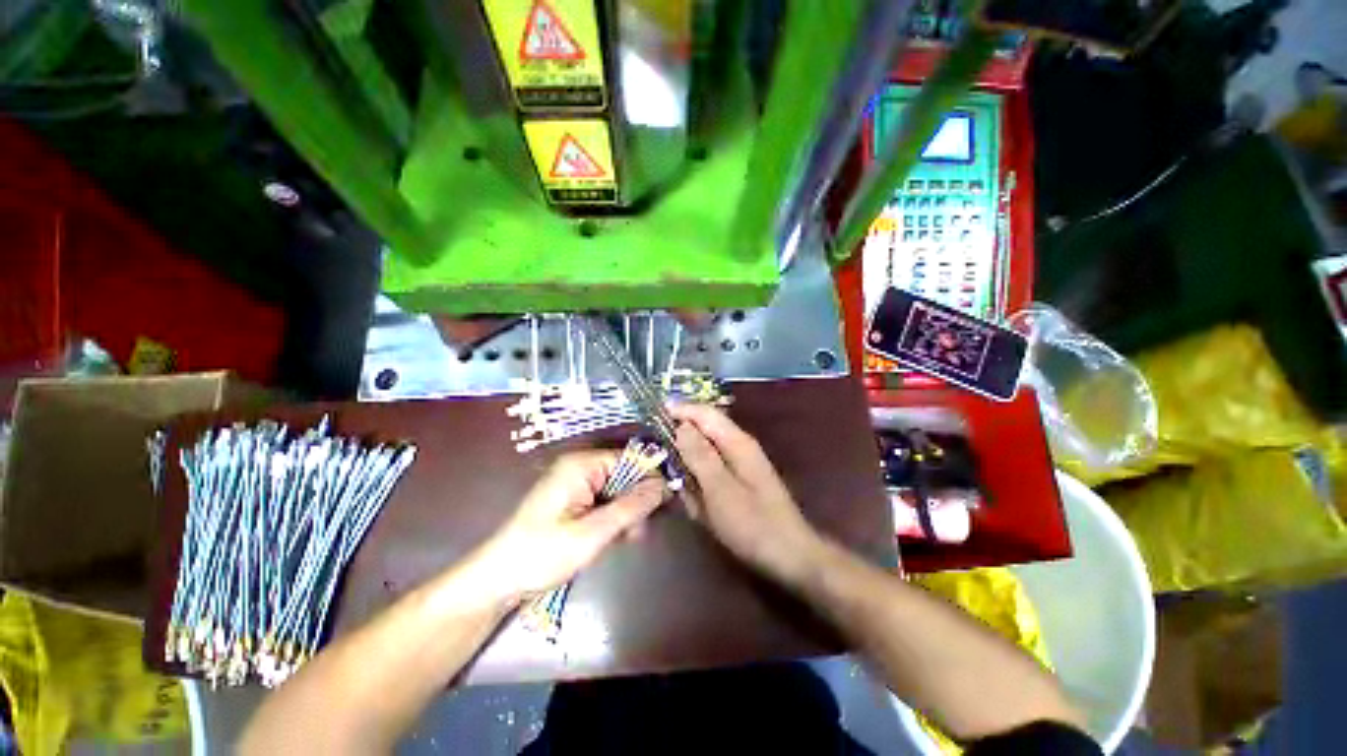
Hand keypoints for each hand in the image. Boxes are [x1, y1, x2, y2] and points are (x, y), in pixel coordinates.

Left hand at [461, 452, 666, 606]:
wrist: (500, 580)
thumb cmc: (543, 553)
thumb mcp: (593, 532)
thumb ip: (631, 507)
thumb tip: (664, 485)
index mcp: (582, 464)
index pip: (629, 459)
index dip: (649, 478)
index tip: (666, 503)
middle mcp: (580, 467)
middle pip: (624, 474)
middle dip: (636, 501)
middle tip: (639, 532)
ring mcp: (575, 483)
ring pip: (616, 490)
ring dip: (626, 513)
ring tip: (627, 539)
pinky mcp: (573, 500)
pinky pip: (604, 501)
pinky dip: (613, 518)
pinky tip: (615, 538)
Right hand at [670, 404, 823, 582]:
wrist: (790, 556)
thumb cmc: (753, 524)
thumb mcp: (720, 490)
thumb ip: (700, 456)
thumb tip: (681, 425)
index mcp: (737, 442)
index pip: (705, 413)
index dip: (680, 410)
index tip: (653, 413)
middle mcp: (739, 447)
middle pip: (703, 431)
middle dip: (681, 442)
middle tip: (660, 459)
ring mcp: (740, 464)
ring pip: (704, 453)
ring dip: (689, 467)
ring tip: (676, 486)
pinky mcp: (739, 481)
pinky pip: (710, 473)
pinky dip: (699, 484)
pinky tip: (696, 504)